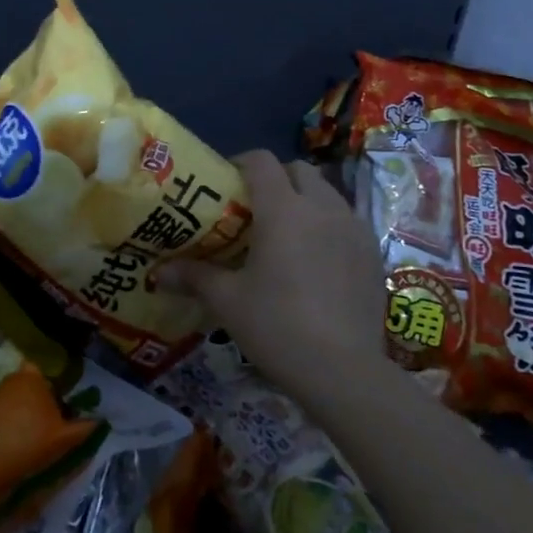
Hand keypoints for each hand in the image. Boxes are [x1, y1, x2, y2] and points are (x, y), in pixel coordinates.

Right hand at [160, 150, 384, 391]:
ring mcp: (353, 228)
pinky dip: (329, 225)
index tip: (226, 184)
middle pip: (298, 170)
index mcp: (283, 209)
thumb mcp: (228, 301)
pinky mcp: (373, 252)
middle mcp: (322, 207)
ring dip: (305, 200)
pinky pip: (347, 221)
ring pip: (327, 193)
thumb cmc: (277, 326)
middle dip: (276, 179)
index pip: (262, 161)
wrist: (343, 371)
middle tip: (255, 210)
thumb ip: (194, 277)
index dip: (241, 163)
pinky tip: (317, 259)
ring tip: (287, 233)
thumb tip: (159, 273)